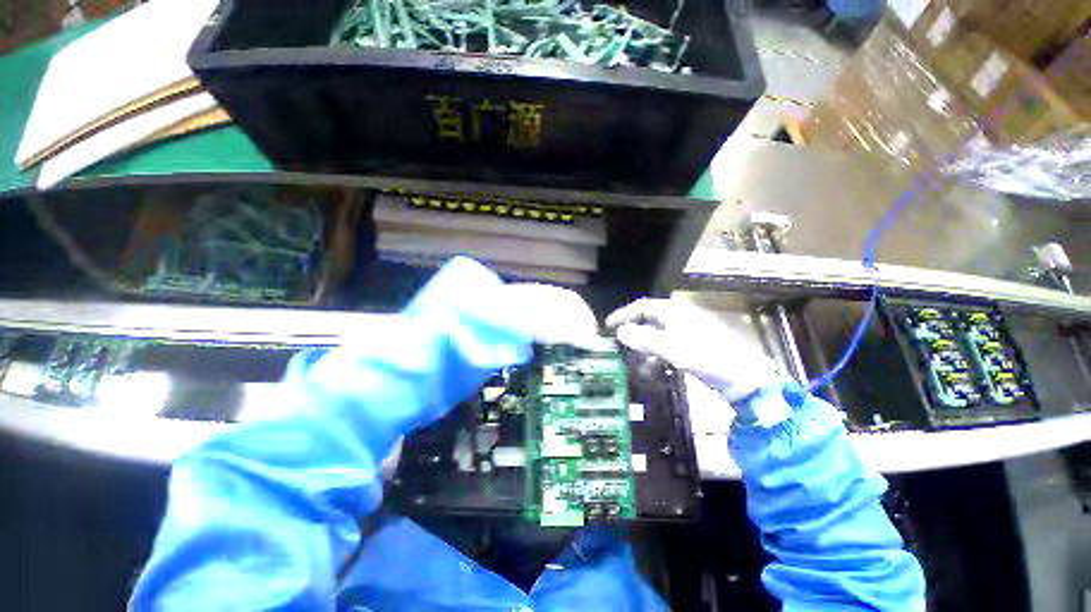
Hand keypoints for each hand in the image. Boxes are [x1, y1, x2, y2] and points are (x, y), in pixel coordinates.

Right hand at [606, 298, 780, 402]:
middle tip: (619, 345)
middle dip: (633, 332)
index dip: (623, 314)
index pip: (641, 306)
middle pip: (648, 320)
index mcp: (674, 312)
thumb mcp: (672, 348)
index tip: (608, 326)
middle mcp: (679, 317)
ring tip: (635, 362)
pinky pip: (667, 346)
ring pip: (657, 334)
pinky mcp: (693, 345)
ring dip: (644, 347)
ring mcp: (687, 331)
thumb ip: (644, 339)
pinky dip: (657, 355)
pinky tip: (654, 369)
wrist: (743, 378)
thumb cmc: (707, 357)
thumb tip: (620, 332)